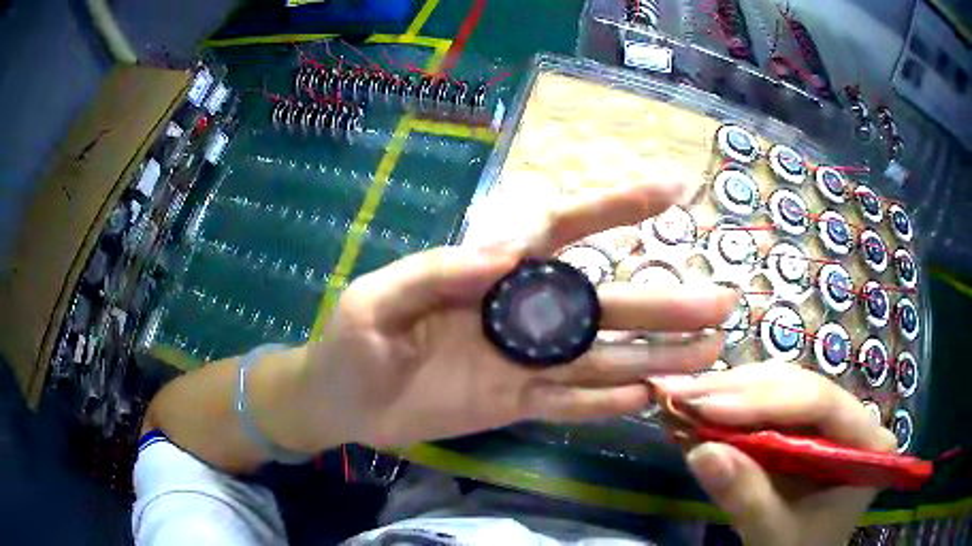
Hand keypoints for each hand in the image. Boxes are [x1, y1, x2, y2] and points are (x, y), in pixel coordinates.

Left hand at [280, 180, 737, 452]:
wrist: (342, 404)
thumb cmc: (350, 346)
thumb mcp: (377, 301)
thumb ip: (435, 273)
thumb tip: (506, 253)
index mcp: (488, 273)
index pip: (561, 229)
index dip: (617, 207)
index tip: (671, 191)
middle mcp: (519, 314)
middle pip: (603, 304)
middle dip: (665, 302)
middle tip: (722, 301)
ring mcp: (522, 363)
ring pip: (601, 358)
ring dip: (655, 357)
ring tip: (707, 354)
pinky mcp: (515, 403)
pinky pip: (571, 402)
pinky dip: (609, 402)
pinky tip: (651, 398)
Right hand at [654, 363, 897, 545]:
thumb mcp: (774, 536)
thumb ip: (747, 498)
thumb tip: (700, 451)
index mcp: (866, 442)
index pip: (820, 403)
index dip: (764, 401)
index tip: (706, 407)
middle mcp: (852, 419)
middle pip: (799, 387)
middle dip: (739, 392)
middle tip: (684, 396)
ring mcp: (829, 420)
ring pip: (782, 388)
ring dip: (732, 394)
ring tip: (684, 399)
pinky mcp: (805, 427)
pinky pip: (771, 405)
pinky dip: (734, 407)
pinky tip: (702, 408)